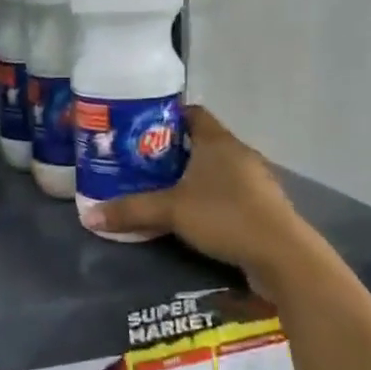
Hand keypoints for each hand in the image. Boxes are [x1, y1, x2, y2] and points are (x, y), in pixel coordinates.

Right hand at [82, 105, 293, 273]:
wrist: (282, 256)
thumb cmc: (225, 216)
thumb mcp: (170, 211)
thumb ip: (130, 211)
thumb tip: (88, 216)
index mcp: (218, 142)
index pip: (192, 113)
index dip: (167, 117)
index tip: (140, 128)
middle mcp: (238, 154)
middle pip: (202, 142)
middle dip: (173, 151)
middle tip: (141, 163)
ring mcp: (255, 180)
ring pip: (216, 169)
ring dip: (193, 177)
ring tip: (162, 190)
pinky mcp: (262, 206)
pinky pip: (229, 192)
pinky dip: (210, 198)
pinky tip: (193, 216)